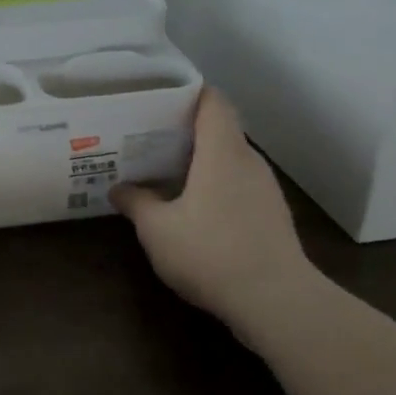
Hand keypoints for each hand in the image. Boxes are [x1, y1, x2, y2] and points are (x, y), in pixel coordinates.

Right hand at [111, 88, 318, 321]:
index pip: (212, 101)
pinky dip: (214, 184)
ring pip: (228, 159)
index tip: (157, 97)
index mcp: (222, 152)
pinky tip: (191, 206)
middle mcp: (248, 161)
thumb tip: (118, 188)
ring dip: (199, 160)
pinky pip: (237, 184)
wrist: (277, 302)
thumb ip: (136, 203)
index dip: (188, 92)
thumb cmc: (212, 254)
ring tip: (163, 170)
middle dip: (184, 129)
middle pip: (219, 128)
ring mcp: (265, 189)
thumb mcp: (158, 230)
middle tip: (146, 136)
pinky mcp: (271, 214)